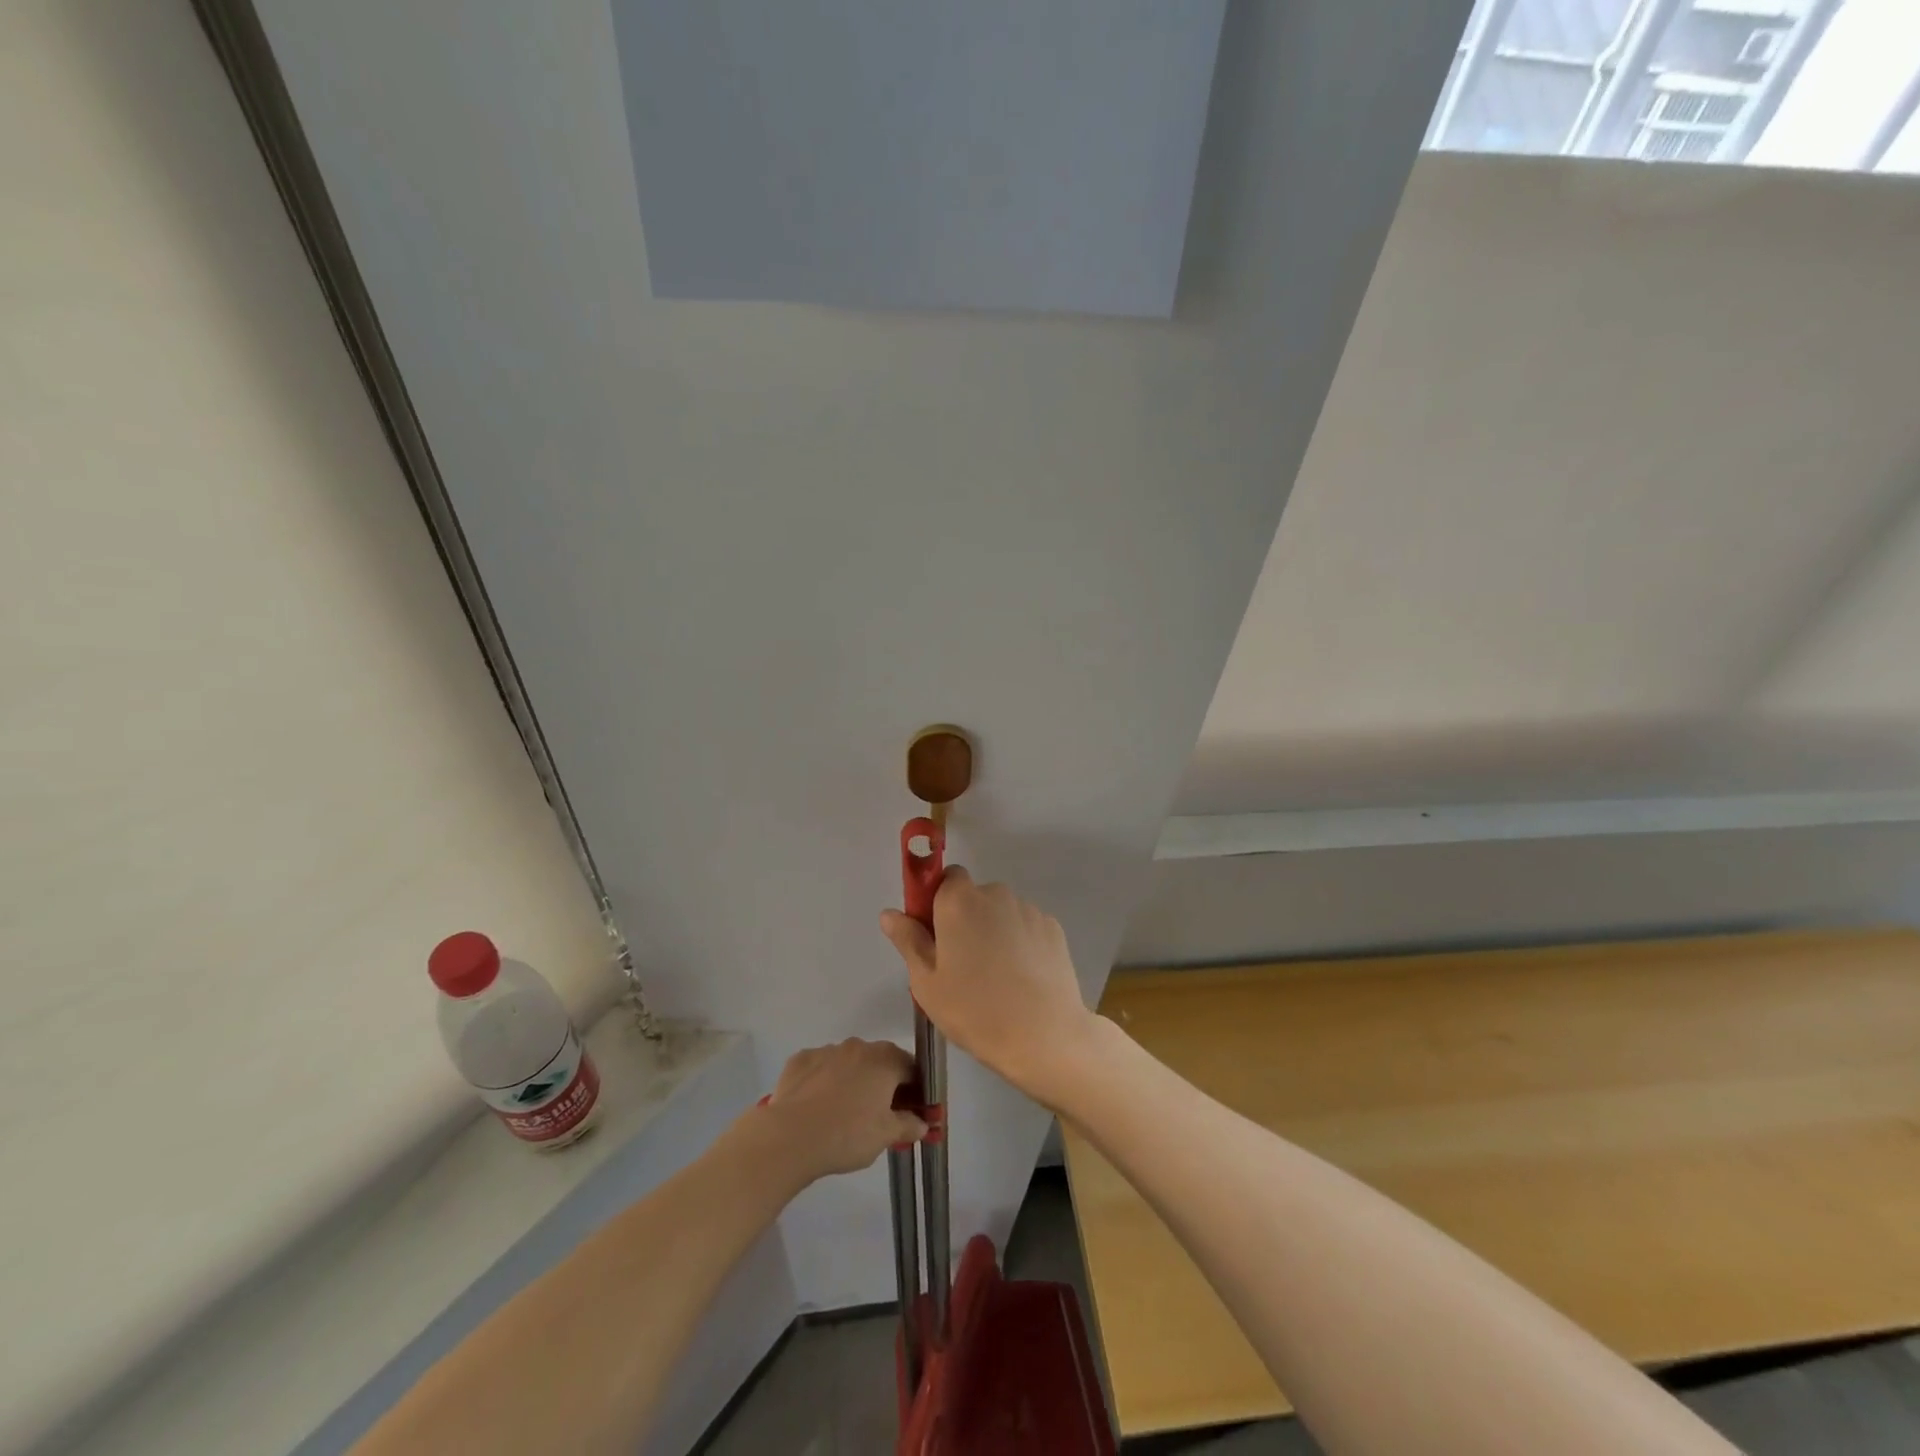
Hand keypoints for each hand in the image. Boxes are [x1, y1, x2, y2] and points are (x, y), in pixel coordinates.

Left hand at [762, 1039, 925, 1183]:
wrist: (790, 1137)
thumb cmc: (847, 1135)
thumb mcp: (885, 1136)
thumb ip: (908, 1125)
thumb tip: (922, 1123)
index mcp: (885, 1059)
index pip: (911, 1069)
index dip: (914, 1091)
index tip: (910, 1112)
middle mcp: (858, 1046)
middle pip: (879, 1063)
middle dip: (883, 1085)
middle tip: (878, 1116)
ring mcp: (827, 1050)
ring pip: (848, 1063)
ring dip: (852, 1081)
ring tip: (843, 1114)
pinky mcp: (800, 1060)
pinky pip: (820, 1068)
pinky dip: (823, 1082)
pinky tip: (817, 1107)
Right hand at [880, 867, 1099, 1110]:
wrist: (1044, 1035)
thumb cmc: (975, 1010)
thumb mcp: (927, 983)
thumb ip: (908, 941)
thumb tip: (890, 913)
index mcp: (958, 901)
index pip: (946, 877)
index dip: (939, 901)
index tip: (937, 934)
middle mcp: (995, 894)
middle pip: (975, 896)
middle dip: (968, 919)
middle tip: (964, 965)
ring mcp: (1028, 909)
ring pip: (1003, 913)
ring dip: (996, 932)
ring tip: (998, 978)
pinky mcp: (1053, 928)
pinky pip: (1027, 928)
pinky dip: (1022, 944)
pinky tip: (1022, 979)